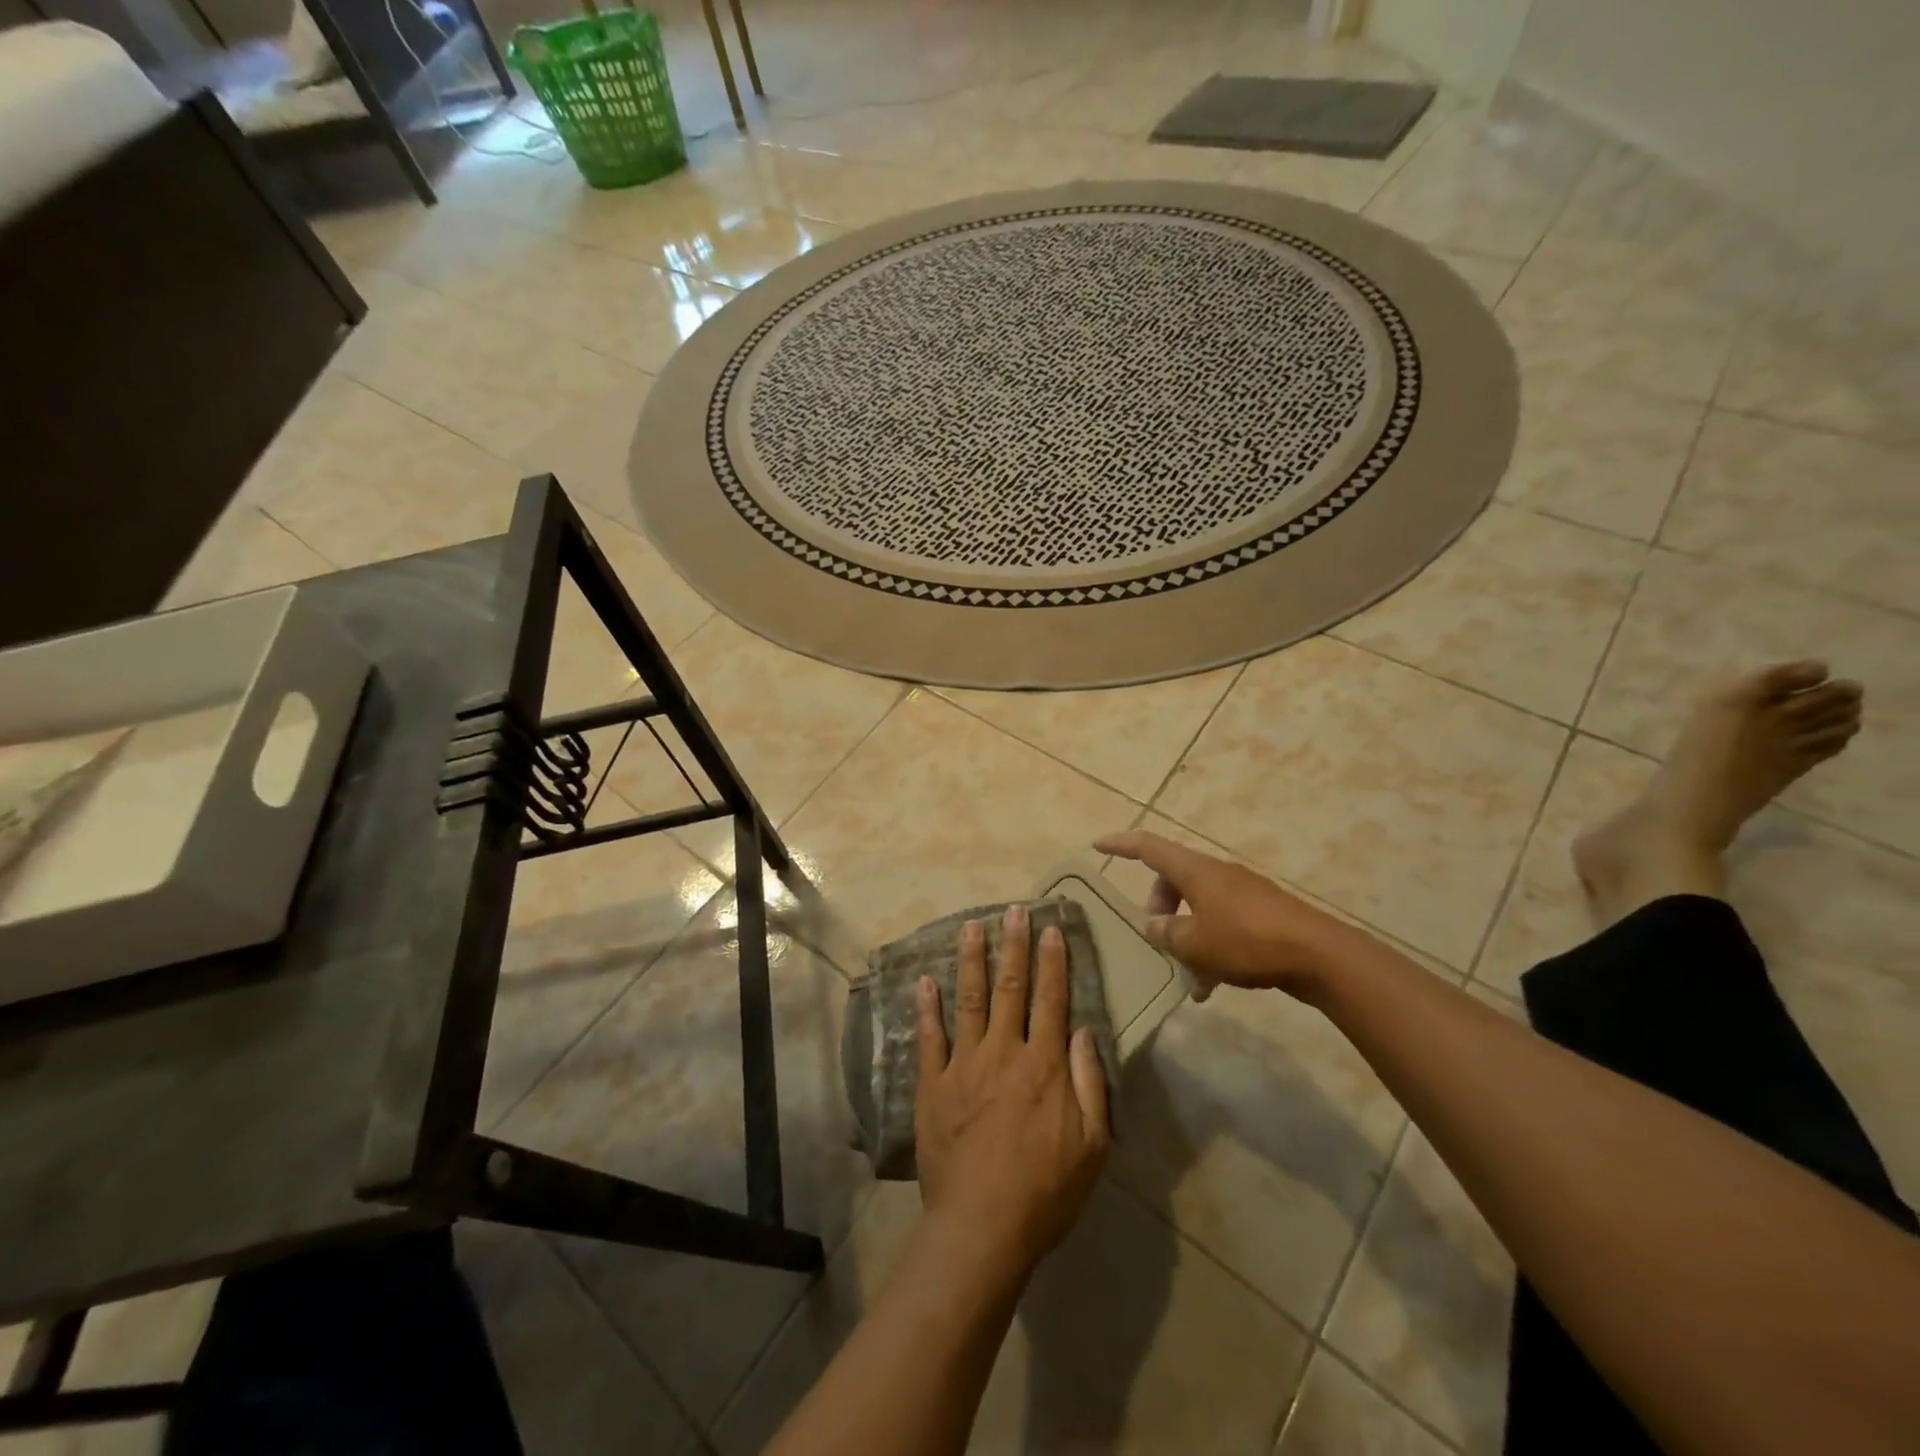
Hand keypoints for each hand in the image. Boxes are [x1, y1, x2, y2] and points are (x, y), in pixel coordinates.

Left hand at [915, 905, 1109, 1275]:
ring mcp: (964, 1065)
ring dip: (970, 960)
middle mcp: (1004, 1052)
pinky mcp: (933, 1085)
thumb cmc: (1046, 1191)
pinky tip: (925, 981)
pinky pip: (930, 1038)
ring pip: (968, 1000)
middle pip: (1010, 988)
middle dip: (1013, 946)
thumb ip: (1090, 1083)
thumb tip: (1082, 1031)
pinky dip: (927, 1007)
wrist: (982, 1227)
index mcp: (1044, 1065)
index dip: (1053, 961)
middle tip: (1013, 910)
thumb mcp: (1092, 1145)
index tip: (1051, 928)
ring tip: (971, 926)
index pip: (1052, 999)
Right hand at [1094, 829, 1348, 999]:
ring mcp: (1241, 893)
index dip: (1120, 844)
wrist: (1317, 954)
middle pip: (1173, 879)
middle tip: (1154, 938)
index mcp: (1195, 870)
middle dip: (1157, 907)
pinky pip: (1221, 923)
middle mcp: (1216, 874)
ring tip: (1185, 977)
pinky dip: (1209, 947)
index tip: (1097, 844)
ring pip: (1197, 906)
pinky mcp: (1260, 914)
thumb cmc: (1246, 940)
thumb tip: (1154, 926)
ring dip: (1185, 936)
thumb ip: (1166, 933)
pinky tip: (1211, 986)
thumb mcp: (1194, 943)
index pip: (1148, 847)